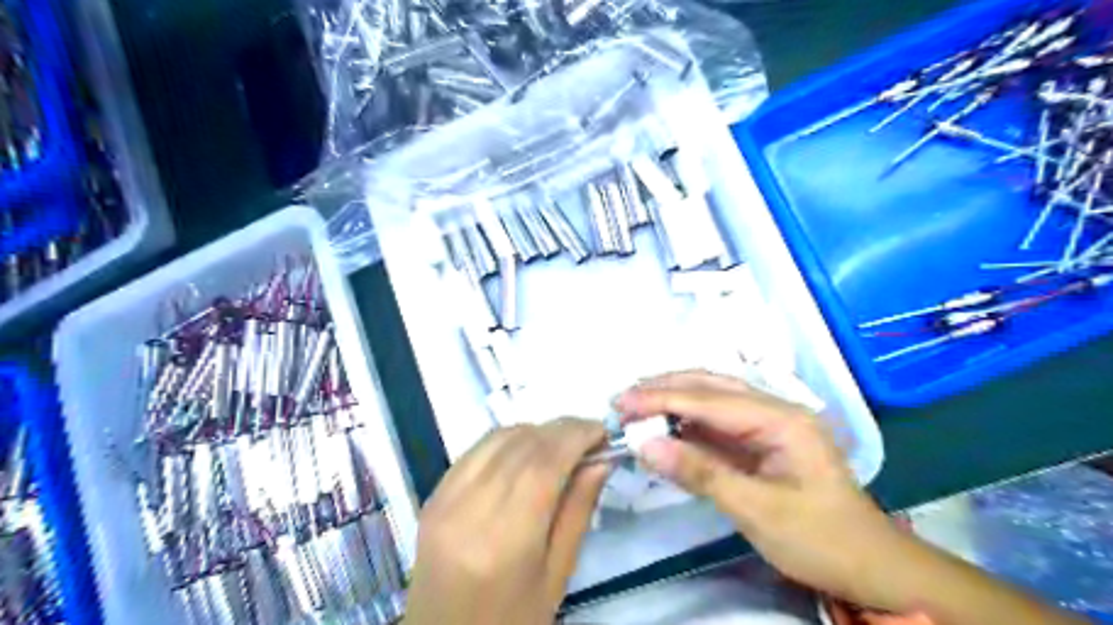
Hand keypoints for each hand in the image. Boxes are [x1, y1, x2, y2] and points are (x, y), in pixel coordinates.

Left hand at [400, 418, 607, 624]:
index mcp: (505, 540)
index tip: (602, 431)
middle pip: (521, 445)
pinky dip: (507, 441)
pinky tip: (526, 452)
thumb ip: (578, 511)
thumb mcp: (557, 575)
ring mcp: (444, 500)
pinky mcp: (432, 496)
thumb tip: (600, 461)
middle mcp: (469, 509)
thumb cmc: (512, 620)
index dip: (576, 436)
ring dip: (535, 431)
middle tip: (589, 435)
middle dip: (561, 430)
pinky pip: (475, 450)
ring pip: (497, 439)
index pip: (544, 463)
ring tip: (561, 444)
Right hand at [617, 372, 902, 606]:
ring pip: (712, 398)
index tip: (621, 403)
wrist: (869, 566)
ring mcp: (767, 423)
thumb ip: (700, 473)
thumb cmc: (820, 539)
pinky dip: (685, 421)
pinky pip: (716, 422)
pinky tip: (663, 425)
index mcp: (780, 419)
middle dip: (664, 387)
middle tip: (622, 398)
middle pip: (710, 385)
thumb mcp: (758, 510)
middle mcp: (773, 409)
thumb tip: (646, 445)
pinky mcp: (759, 441)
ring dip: (672, 398)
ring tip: (634, 404)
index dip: (661, 398)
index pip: (709, 400)